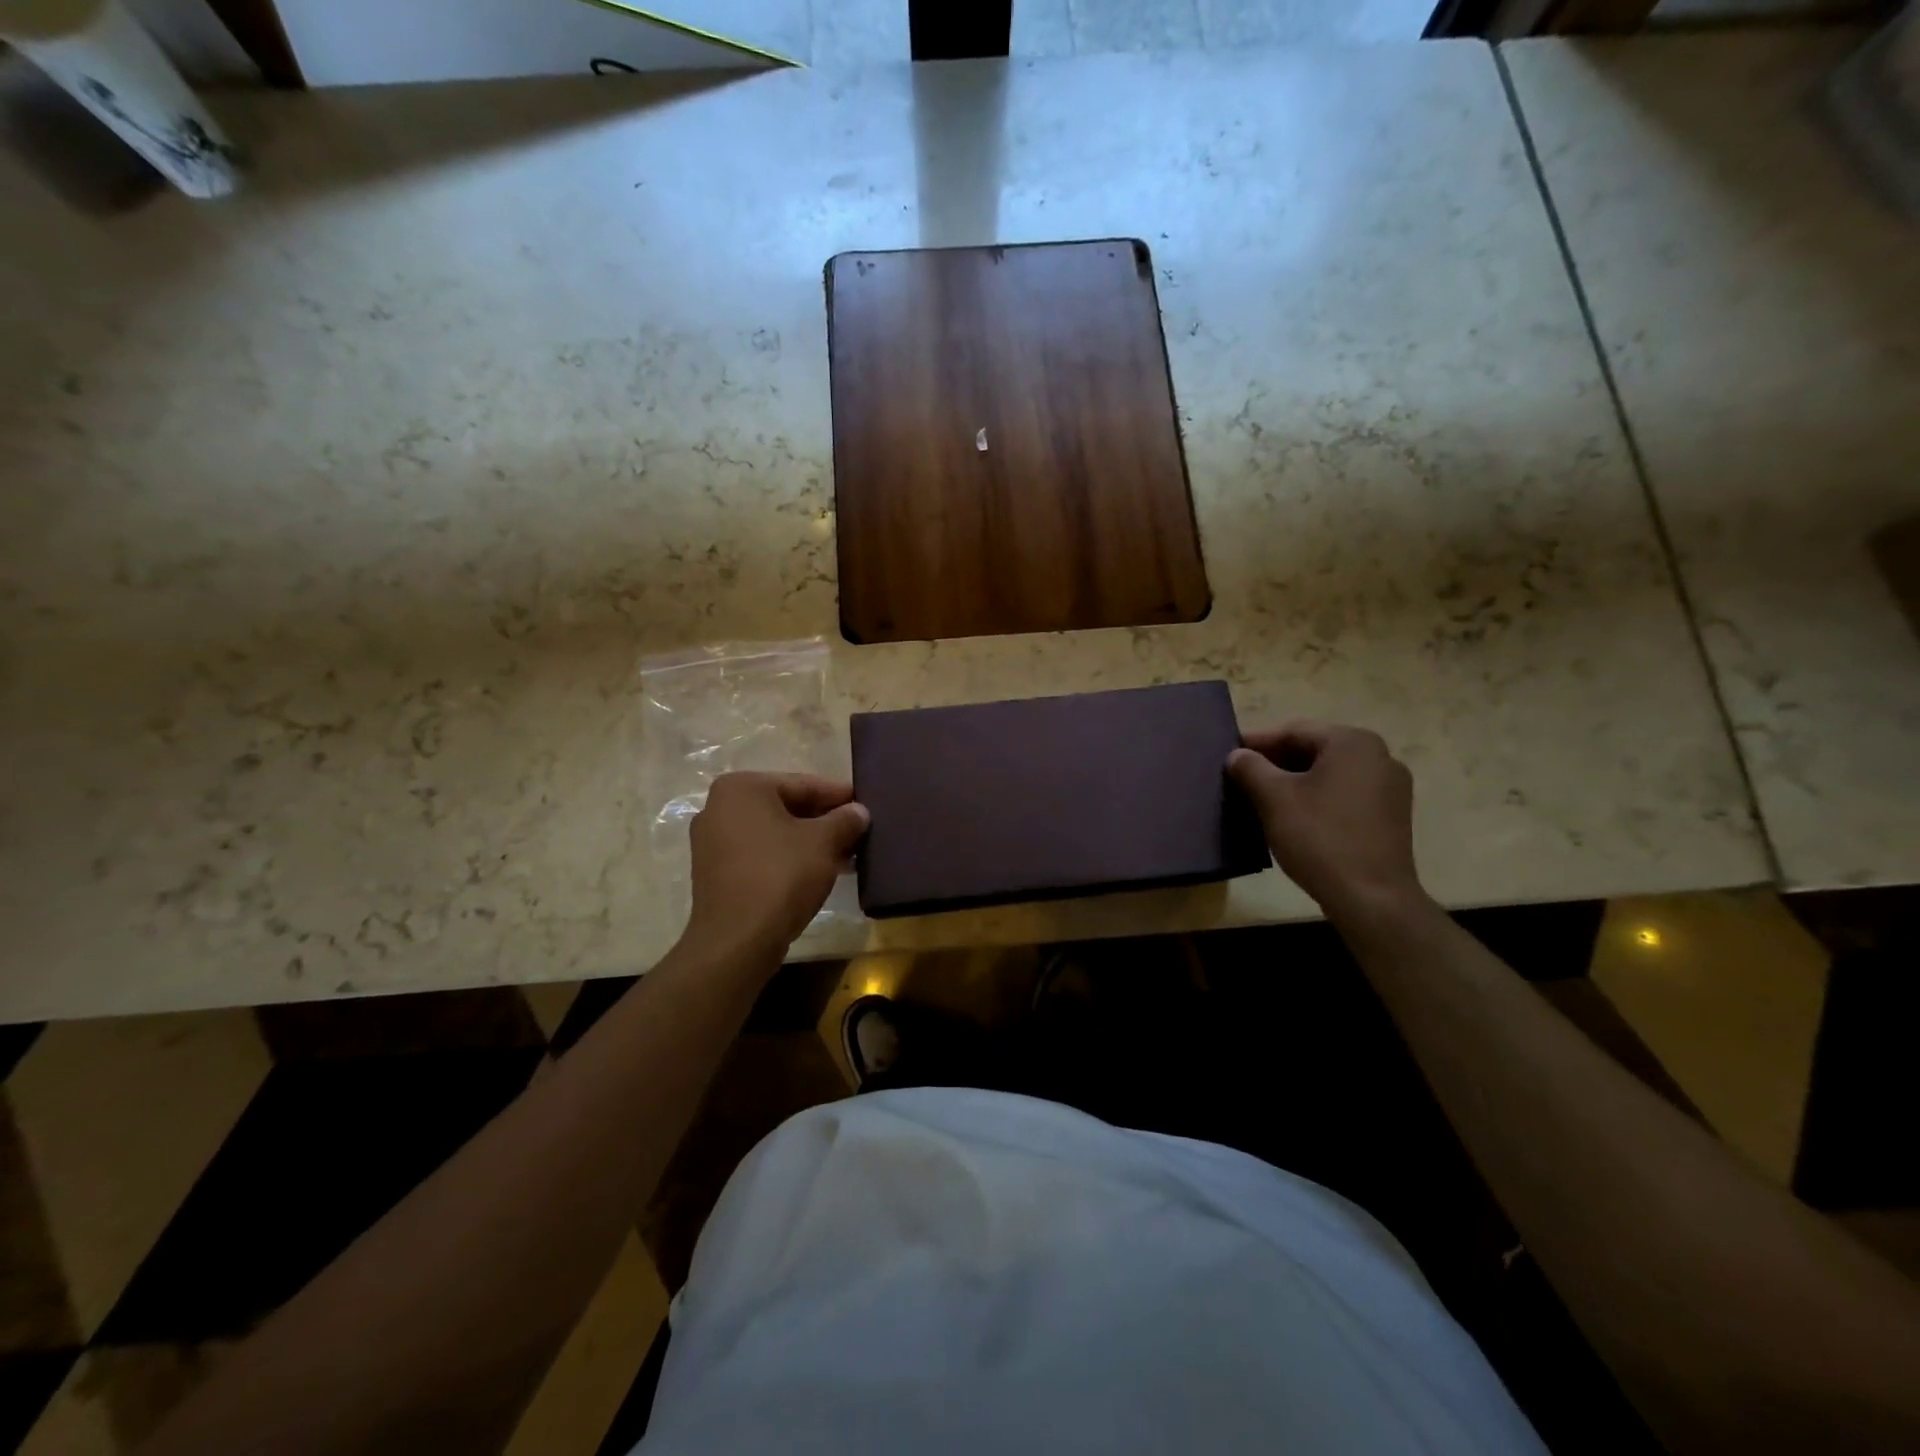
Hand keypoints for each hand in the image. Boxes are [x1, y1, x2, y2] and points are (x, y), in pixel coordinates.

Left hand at [684, 772, 868, 961]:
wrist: (737, 940)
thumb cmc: (781, 876)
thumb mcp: (824, 842)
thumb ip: (845, 820)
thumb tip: (859, 811)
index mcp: (741, 788)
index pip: (802, 784)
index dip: (838, 795)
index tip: (865, 803)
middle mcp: (719, 807)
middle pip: (786, 807)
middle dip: (824, 820)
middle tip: (858, 831)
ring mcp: (713, 842)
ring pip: (774, 833)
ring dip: (809, 842)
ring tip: (846, 855)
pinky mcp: (715, 873)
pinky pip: (760, 854)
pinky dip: (788, 858)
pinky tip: (819, 872)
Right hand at [1227, 722, 1424, 919]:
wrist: (1371, 899)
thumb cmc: (1320, 838)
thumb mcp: (1274, 799)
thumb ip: (1250, 768)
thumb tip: (1237, 755)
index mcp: (1352, 742)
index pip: (1293, 731)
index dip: (1256, 742)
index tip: (1228, 755)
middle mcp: (1379, 756)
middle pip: (1314, 749)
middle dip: (1275, 762)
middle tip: (1241, 777)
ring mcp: (1390, 787)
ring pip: (1329, 773)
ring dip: (1294, 781)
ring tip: (1261, 797)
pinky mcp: (1391, 815)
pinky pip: (1344, 793)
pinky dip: (1316, 797)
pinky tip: (1294, 816)